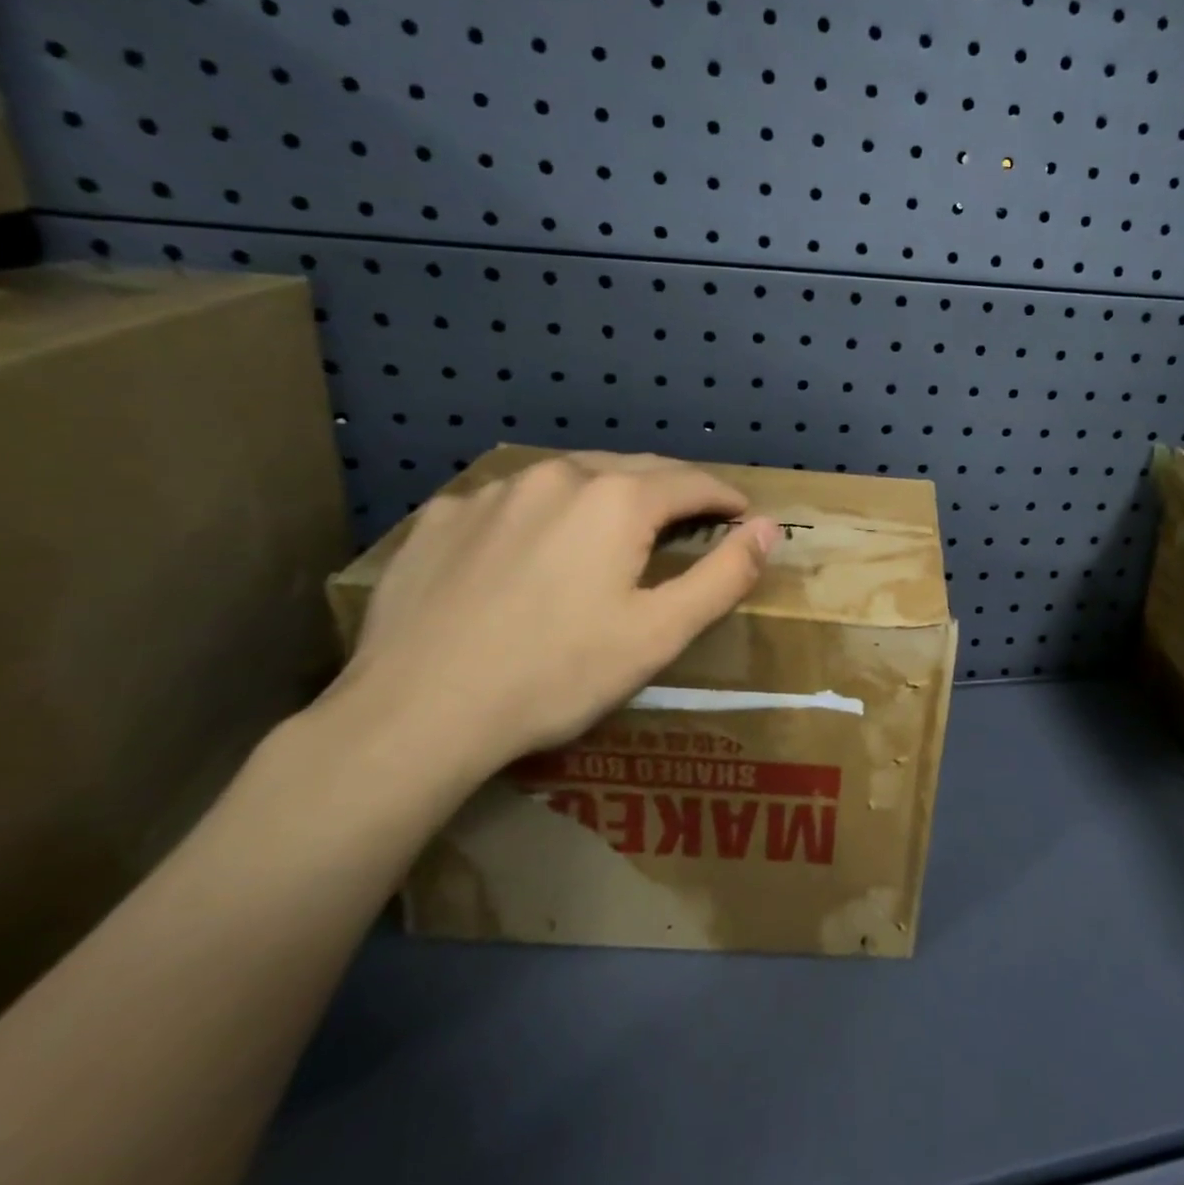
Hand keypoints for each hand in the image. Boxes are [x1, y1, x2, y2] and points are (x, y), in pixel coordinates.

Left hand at [328, 454, 778, 779]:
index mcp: (616, 499)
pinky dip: (543, 515)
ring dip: (608, 496)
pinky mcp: (441, 518)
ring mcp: (491, 492)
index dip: (726, 498)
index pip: (692, 482)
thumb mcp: (660, 633)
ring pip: (571, 478)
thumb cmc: (557, 675)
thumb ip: (724, 574)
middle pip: (635, 469)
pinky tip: (532, 552)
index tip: (744, 516)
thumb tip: (768, 528)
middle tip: (693, 519)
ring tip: (617, 531)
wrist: (414, 715)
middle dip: (673, 490)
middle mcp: (556, 476)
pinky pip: (512, 502)